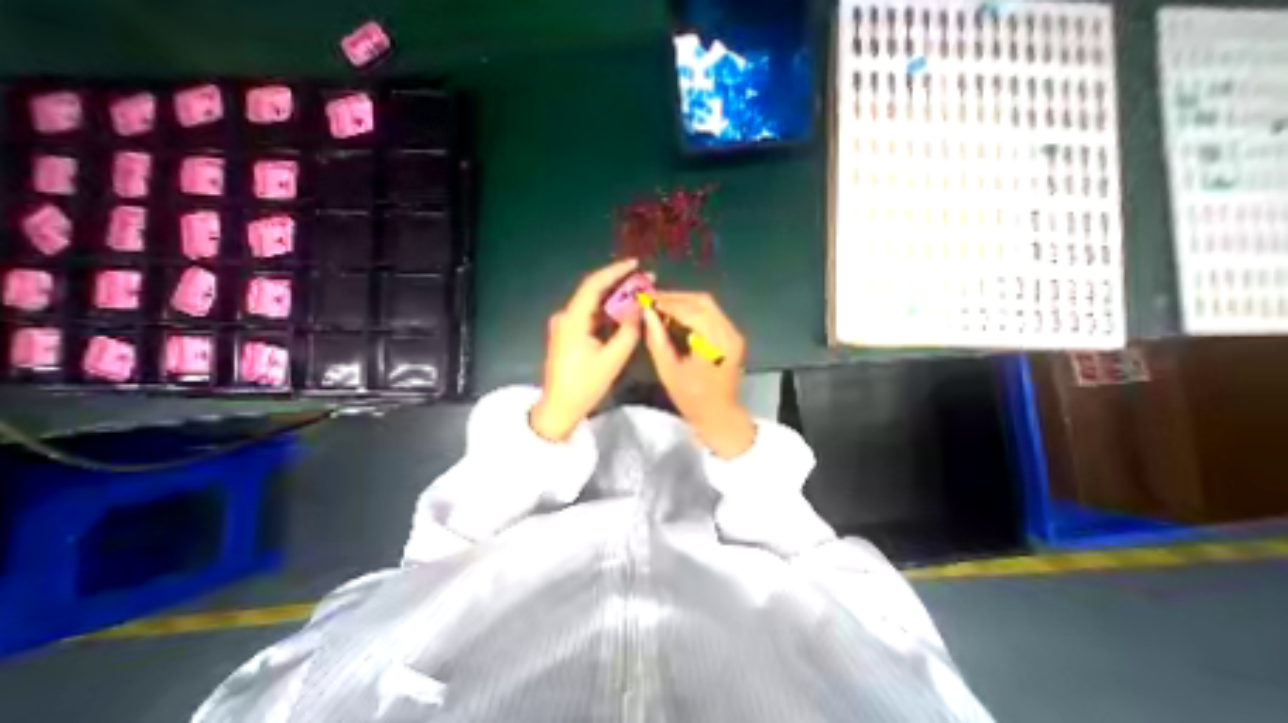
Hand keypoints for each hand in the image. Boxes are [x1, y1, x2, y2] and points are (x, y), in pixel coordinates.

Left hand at [529, 257, 642, 439]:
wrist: (559, 407)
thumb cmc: (584, 385)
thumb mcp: (612, 359)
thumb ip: (629, 330)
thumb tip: (640, 308)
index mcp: (572, 319)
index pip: (593, 285)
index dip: (614, 271)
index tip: (635, 264)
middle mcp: (566, 316)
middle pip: (594, 292)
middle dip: (620, 284)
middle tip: (645, 281)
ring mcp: (565, 325)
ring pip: (593, 304)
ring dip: (615, 299)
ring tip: (640, 294)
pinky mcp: (568, 333)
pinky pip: (591, 316)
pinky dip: (608, 312)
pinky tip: (624, 312)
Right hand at [641, 289, 755, 458]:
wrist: (719, 414)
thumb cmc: (691, 398)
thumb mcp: (668, 371)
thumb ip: (657, 340)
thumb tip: (647, 313)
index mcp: (714, 346)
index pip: (691, 312)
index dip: (667, 303)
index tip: (647, 299)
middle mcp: (729, 334)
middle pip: (703, 302)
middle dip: (676, 297)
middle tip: (653, 299)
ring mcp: (734, 334)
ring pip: (709, 305)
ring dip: (684, 301)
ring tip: (662, 304)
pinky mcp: (733, 337)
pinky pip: (713, 314)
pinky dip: (694, 310)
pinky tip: (678, 314)